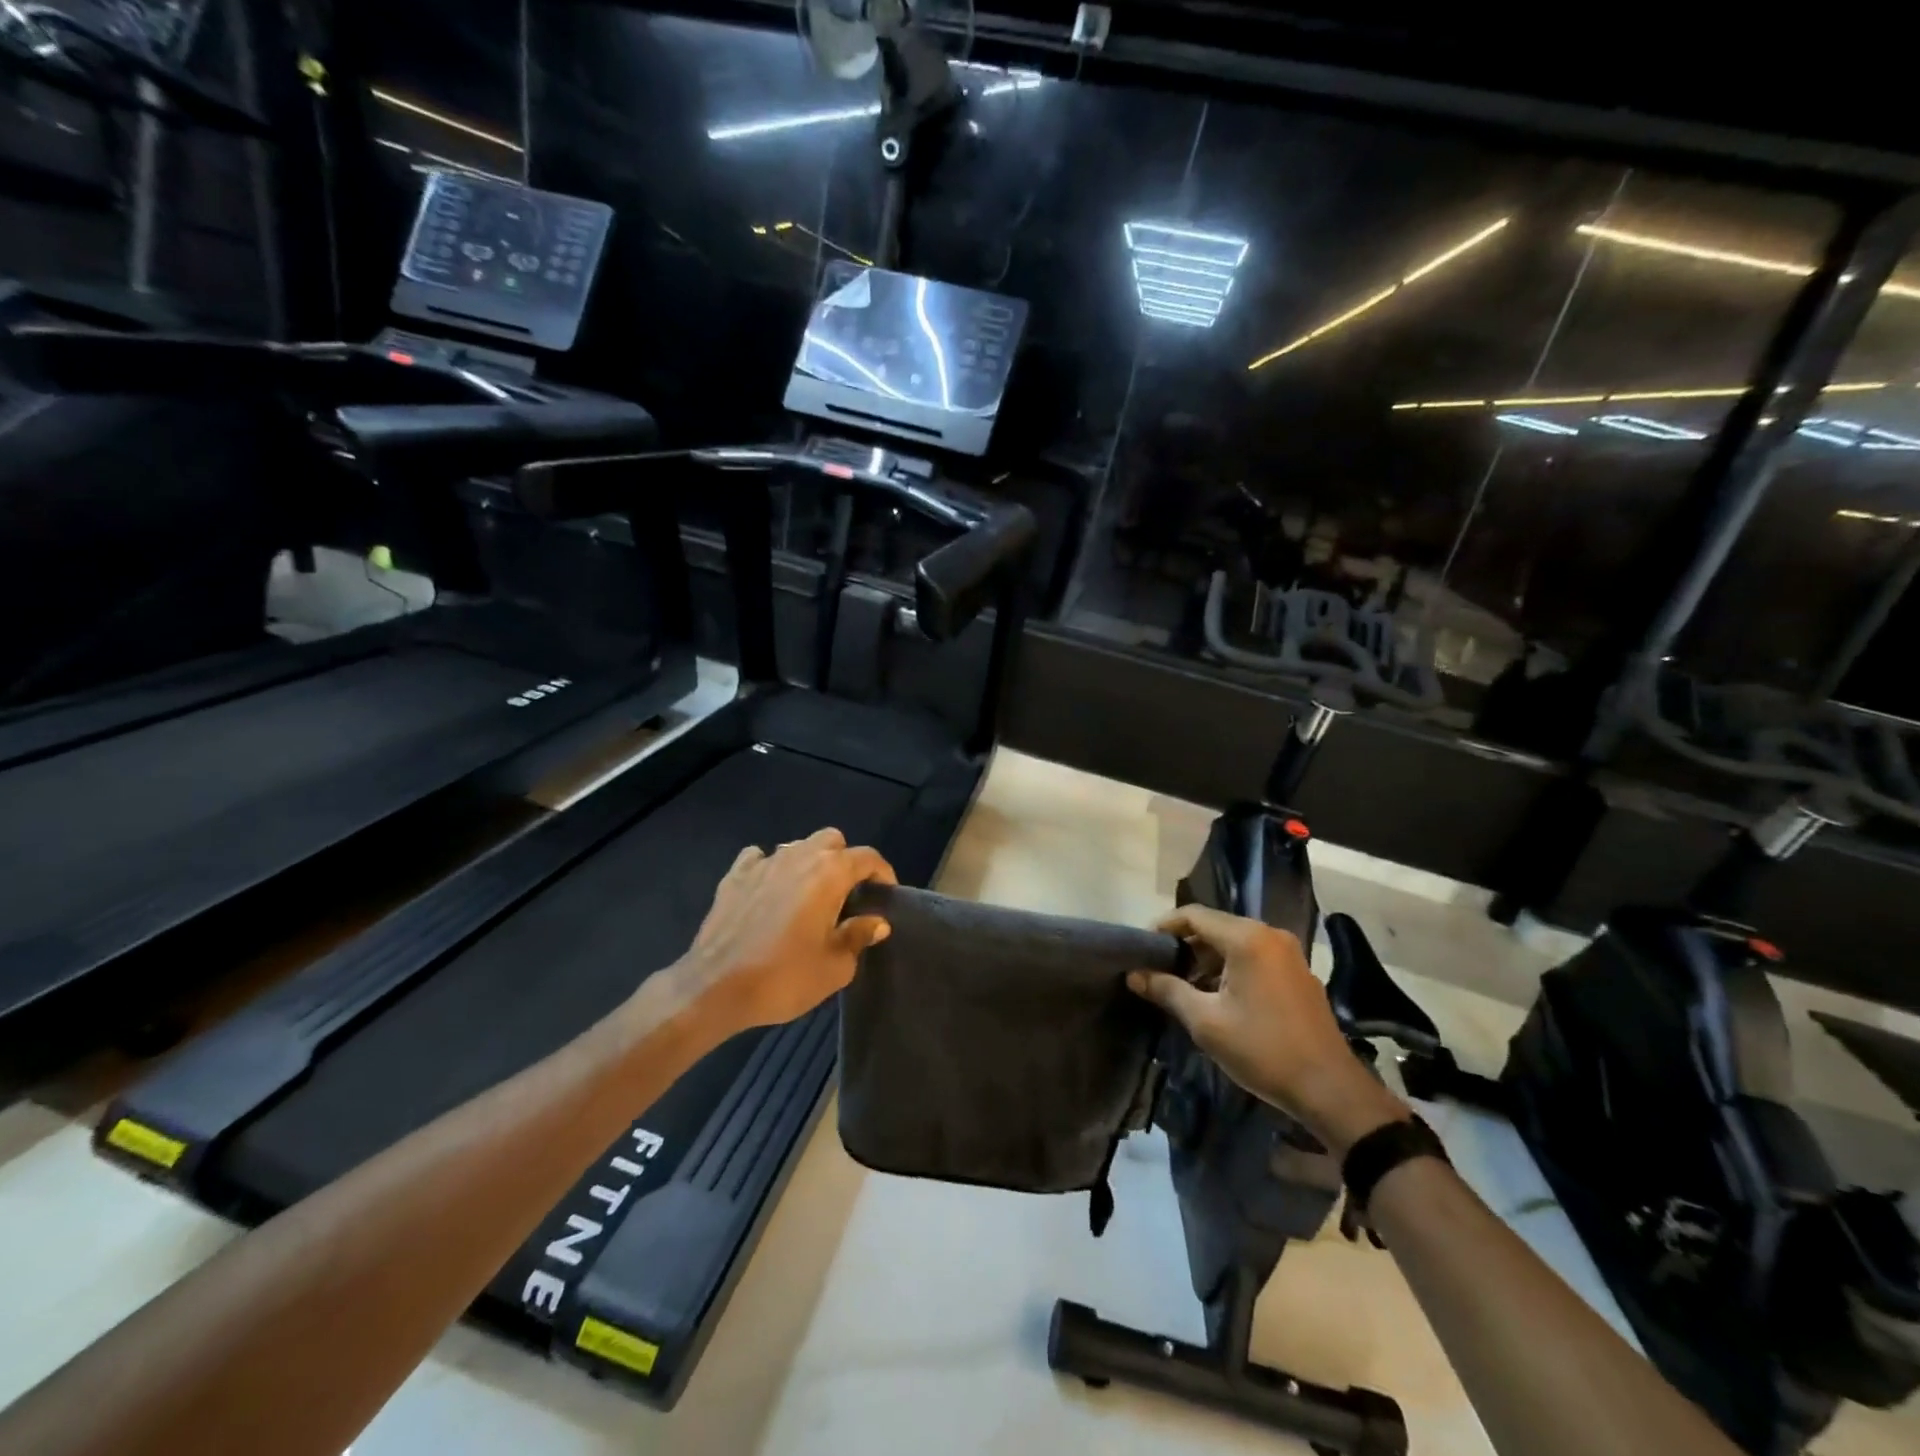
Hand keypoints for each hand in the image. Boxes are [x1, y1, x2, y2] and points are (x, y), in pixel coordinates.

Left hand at [670, 828, 896, 1034]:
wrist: (714, 988)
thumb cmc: (784, 977)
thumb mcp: (835, 967)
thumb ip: (859, 936)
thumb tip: (876, 922)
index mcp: (829, 873)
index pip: (868, 857)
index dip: (883, 873)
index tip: (886, 895)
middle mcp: (798, 857)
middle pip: (832, 840)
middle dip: (845, 860)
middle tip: (847, 894)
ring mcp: (763, 863)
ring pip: (796, 846)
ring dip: (809, 863)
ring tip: (809, 895)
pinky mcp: (734, 876)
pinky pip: (759, 858)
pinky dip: (770, 868)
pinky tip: (769, 891)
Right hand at [1128, 903, 1406, 1154]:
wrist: (1330, 1090)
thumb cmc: (1263, 1050)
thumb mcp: (1206, 1022)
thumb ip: (1167, 990)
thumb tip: (1134, 974)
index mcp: (1247, 939)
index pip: (1194, 915)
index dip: (1164, 926)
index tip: (1142, 947)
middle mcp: (1270, 935)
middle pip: (1215, 926)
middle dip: (1184, 944)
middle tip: (1158, 968)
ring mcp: (1288, 954)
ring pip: (1235, 942)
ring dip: (1206, 958)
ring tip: (1182, 984)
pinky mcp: (1298, 974)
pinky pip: (1255, 956)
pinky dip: (1230, 966)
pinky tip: (1216, 995)